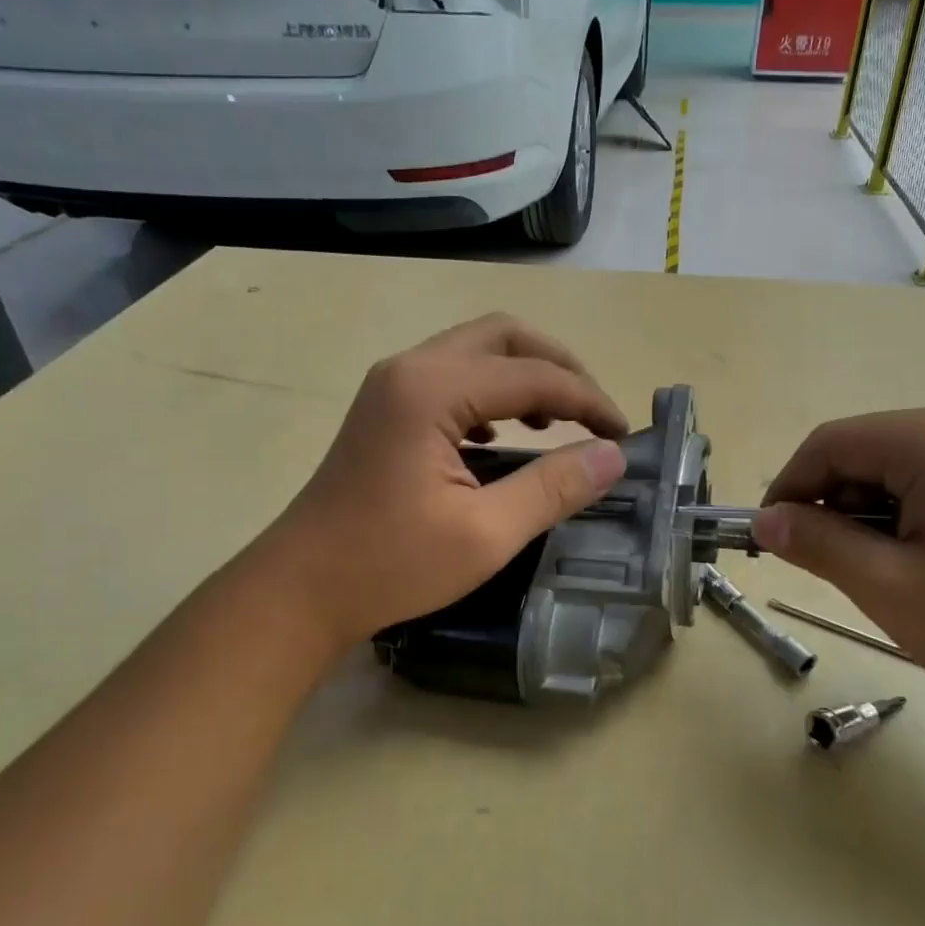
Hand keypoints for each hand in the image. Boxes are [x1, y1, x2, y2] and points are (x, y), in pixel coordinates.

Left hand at [250, 315, 628, 652]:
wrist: (301, 589)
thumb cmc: (390, 565)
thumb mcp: (486, 533)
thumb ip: (554, 487)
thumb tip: (612, 456)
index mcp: (432, 390)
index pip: (533, 375)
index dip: (588, 400)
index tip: (622, 436)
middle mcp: (410, 368)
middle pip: (503, 336)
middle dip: (558, 367)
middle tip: (592, 413)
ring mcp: (391, 385)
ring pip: (475, 351)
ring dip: (524, 375)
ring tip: (555, 422)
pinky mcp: (385, 408)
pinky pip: (452, 376)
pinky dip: (491, 393)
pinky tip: (501, 436)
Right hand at [755, 408, 924, 722]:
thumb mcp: (889, 587)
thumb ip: (817, 545)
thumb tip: (764, 520)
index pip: (830, 444)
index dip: (788, 489)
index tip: (769, 541)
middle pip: (861, 454)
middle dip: (830, 508)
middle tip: (830, 570)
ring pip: (890, 474)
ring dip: (865, 520)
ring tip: (879, 577)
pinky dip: (900, 524)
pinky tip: (916, 569)